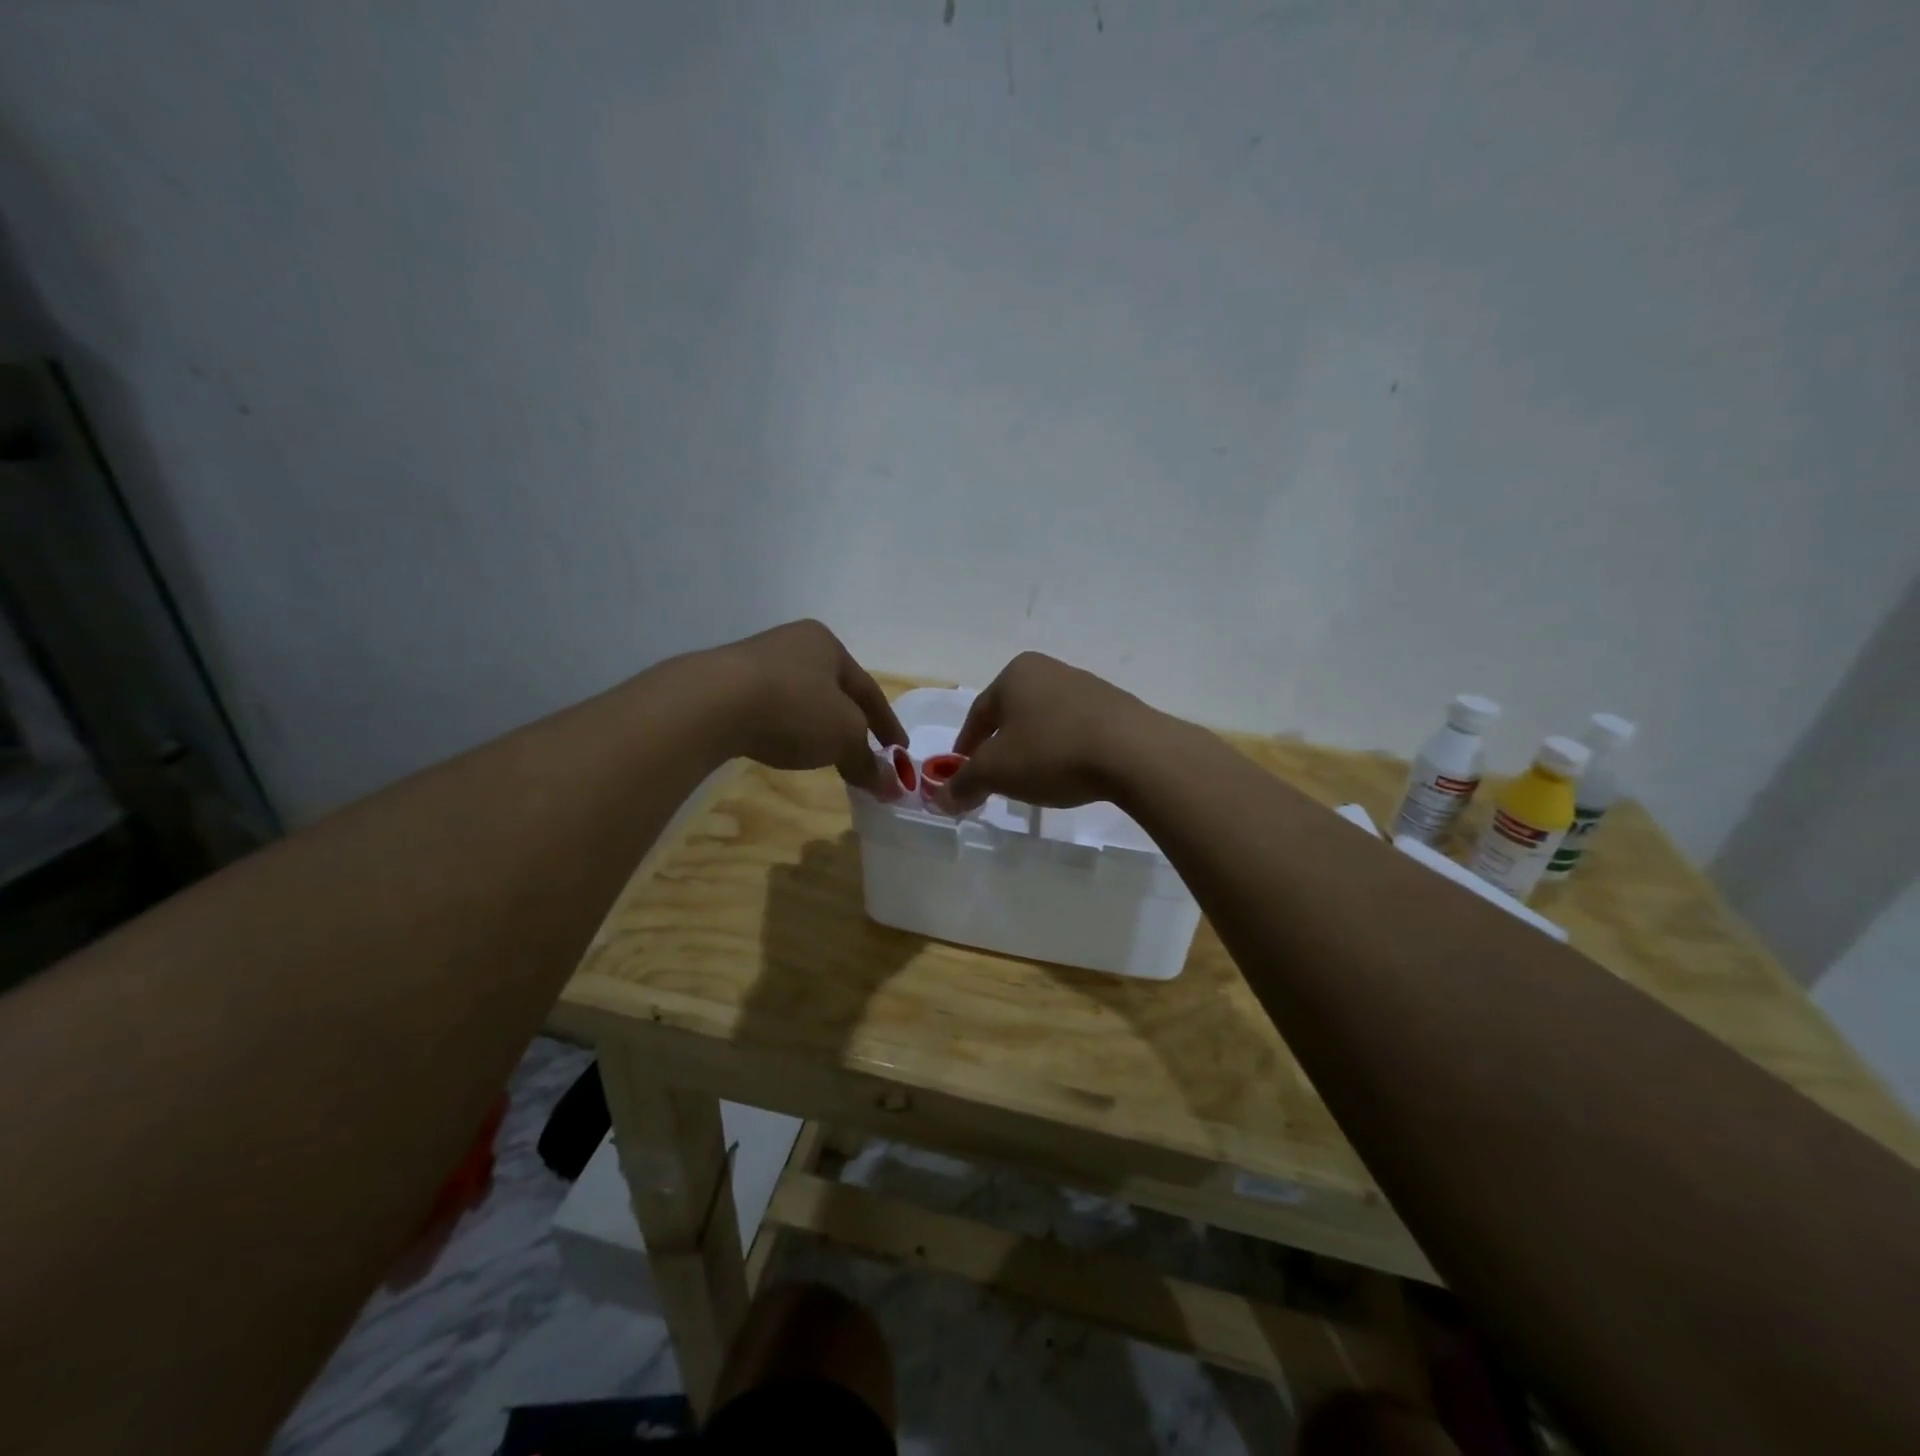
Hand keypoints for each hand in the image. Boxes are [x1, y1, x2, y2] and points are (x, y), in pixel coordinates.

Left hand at [708, 620, 906, 791]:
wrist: (711, 703)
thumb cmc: (793, 707)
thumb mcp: (843, 736)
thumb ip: (868, 760)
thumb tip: (891, 786)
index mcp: (827, 644)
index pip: (868, 689)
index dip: (887, 724)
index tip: (899, 752)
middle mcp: (793, 643)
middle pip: (834, 690)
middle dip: (851, 722)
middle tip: (863, 753)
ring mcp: (755, 661)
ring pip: (801, 699)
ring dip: (816, 726)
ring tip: (823, 754)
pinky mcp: (725, 684)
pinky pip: (769, 708)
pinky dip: (785, 728)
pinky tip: (782, 746)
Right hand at [944, 652, 1159, 812]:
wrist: (1134, 753)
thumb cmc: (1052, 752)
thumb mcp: (997, 772)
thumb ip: (965, 783)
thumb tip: (941, 799)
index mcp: (1016, 673)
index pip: (978, 714)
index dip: (965, 748)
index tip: (962, 776)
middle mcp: (1049, 670)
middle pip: (1012, 715)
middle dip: (1000, 749)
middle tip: (996, 780)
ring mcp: (1086, 686)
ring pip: (1045, 722)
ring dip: (1033, 749)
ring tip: (1034, 781)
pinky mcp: (1116, 708)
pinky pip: (1076, 730)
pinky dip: (1064, 751)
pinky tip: (1069, 774)